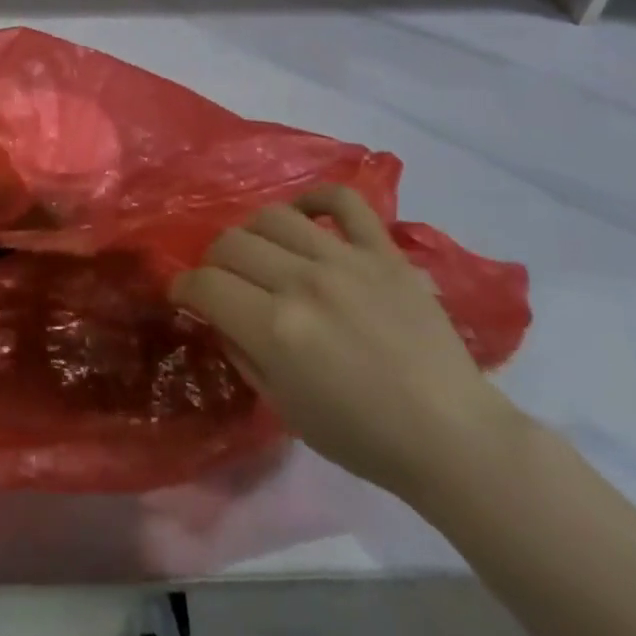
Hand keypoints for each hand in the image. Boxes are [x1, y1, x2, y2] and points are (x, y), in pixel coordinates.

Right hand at [173, 187, 524, 502]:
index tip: (183, 295)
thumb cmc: (363, 437)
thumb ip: (242, 353)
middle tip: (222, 281)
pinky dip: (316, 199)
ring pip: (273, 217)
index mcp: (275, 329)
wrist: (452, 437)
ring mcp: (346, 260)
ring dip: (252, 233)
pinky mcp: (384, 252)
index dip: (183, 287)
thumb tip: (217, 315)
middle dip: (213, 262)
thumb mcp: (284, 407)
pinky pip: (342, 201)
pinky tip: (304, 215)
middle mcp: (303, 283)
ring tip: (260, 253)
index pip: (205, 284)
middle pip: (231, 243)